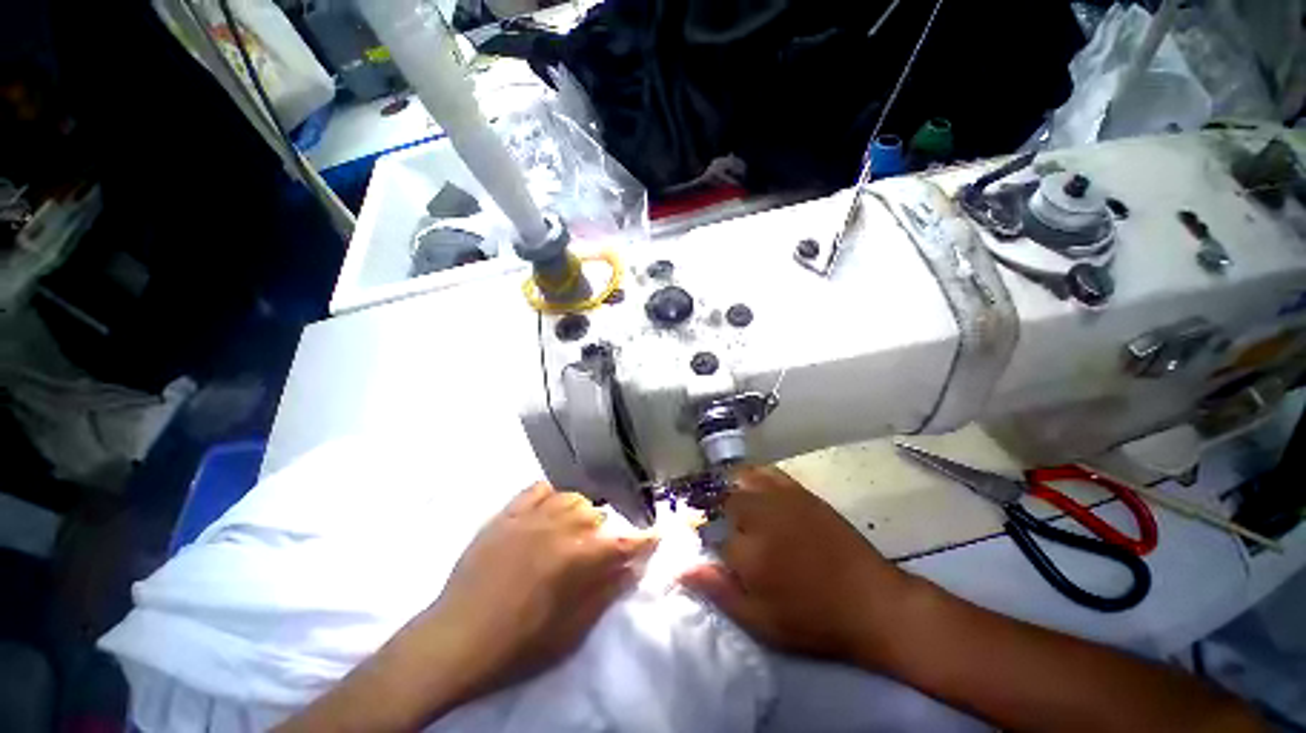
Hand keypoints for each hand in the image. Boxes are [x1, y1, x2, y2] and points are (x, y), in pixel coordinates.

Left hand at [277, 483, 657, 732]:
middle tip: (601, 548)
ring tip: (575, 530)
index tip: (658, 535)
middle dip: (607, 529)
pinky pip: (538, 489)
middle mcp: (560, 526)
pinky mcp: (507, 514)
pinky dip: (552, 495)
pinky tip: (550, 508)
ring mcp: (531, 516)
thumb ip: (606, 591)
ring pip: (572, 496)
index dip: (646, 538)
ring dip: (582, 511)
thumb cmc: (518, 642)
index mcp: (578, 557)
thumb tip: (633, 566)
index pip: (625, 540)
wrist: (455, 639)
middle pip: (598, 513)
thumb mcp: (570, 630)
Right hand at [680, 466, 912, 667]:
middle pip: (723, 501)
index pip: (709, 534)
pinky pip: (767, 472)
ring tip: (733, 506)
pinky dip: (753, 475)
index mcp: (747, 551)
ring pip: (740, 481)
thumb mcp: (762, 621)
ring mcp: (781, 499)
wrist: (873, 603)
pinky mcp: (800, 492)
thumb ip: (718, 591)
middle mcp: (759, 516)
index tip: (710, 548)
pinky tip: (752, 485)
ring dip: (731, 491)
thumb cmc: (814, 620)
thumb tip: (679, 569)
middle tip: (725, 531)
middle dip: (717, 513)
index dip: (706, 541)